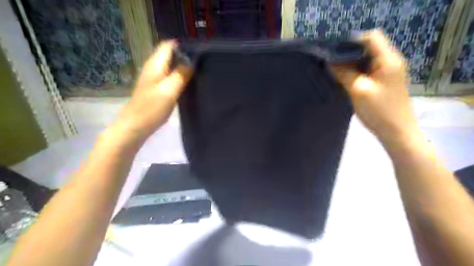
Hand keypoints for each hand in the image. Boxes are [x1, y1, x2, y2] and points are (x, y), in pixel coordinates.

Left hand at [112, 40, 191, 139]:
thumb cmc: (151, 108)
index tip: (200, 52)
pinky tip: (189, 84)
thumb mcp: (169, 90)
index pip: (169, 45)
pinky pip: (170, 77)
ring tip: (200, 72)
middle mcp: (154, 68)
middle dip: (186, 56)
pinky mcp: (156, 89)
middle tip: (203, 63)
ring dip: (183, 68)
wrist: (135, 126)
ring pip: (171, 67)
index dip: (184, 46)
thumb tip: (192, 61)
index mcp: (155, 64)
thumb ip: (181, 74)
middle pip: (171, 55)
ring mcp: (154, 79)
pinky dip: (179, 77)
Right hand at [333, 29, 416, 145]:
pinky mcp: (383, 82)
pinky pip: (367, 71)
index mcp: (388, 59)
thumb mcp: (358, 90)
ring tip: (334, 69)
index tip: (334, 51)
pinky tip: (344, 79)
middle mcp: (390, 62)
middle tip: (330, 61)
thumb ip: (344, 74)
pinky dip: (355, 72)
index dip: (352, 41)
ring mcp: (387, 73)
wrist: (397, 133)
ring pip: (366, 60)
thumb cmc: (379, 111)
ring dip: (350, 63)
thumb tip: (329, 62)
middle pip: (368, 48)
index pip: (371, 37)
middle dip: (348, 52)